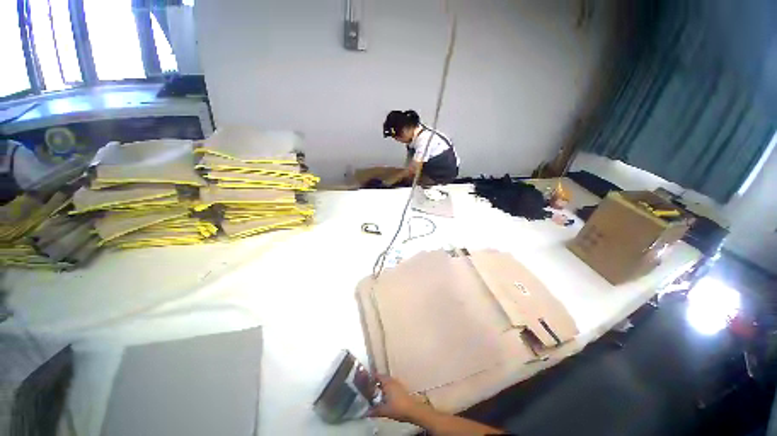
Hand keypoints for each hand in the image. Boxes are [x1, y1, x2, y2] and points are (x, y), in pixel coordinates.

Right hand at [369, 375, 432, 422]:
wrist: (413, 410)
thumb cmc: (398, 408)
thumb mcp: (384, 411)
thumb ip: (374, 411)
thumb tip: (364, 412)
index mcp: (387, 382)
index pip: (377, 376)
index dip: (370, 378)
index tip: (364, 382)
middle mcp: (392, 380)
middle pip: (381, 378)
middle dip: (375, 383)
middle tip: (368, 389)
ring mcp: (397, 383)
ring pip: (386, 382)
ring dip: (381, 386)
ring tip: (374, 393)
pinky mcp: (400, 388)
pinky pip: (391, 385)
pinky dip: (386, 389)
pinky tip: (384, 397)